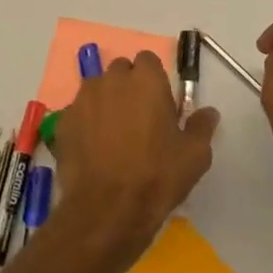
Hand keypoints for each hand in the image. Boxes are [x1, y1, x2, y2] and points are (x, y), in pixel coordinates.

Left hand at [52, 52, 219, 272]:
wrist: (106, 211)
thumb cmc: (156, 177)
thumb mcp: (195, 155)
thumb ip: (202, 126)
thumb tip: (209, 112)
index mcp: (146, 80)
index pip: (148, 60)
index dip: (154, 79)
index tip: (159, 104)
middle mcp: (112, 80)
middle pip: (120, 71)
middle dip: (128, 87)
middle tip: (138, 119)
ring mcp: (83, 99)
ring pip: (97, 90)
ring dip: (105, 103)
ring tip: (113, 136)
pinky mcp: (63, 122)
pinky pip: (78, 113)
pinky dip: (85, 124)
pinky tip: (93, 151)